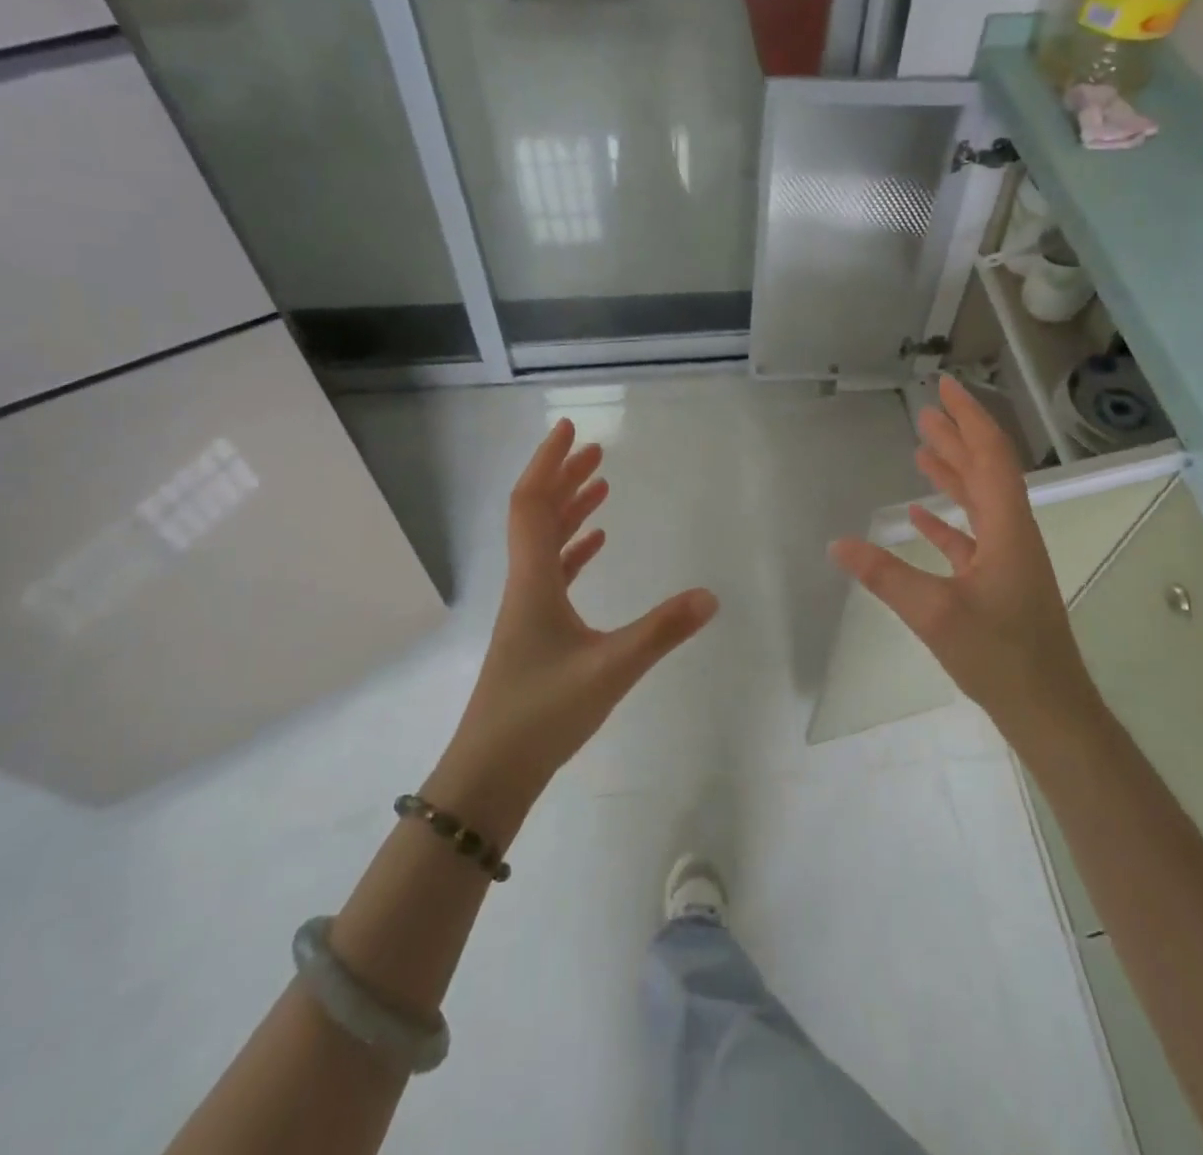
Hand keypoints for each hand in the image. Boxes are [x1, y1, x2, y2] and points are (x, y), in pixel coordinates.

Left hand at [428, 421, 718, 834]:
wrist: (491, 773)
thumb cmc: (542, 714)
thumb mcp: (611, 669)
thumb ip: (662, 631)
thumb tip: (711, 596)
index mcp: (533, 580)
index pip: (533, 503)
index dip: (549, 462)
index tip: (570, 429)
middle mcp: (525, 585)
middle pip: (538, 514)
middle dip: (564, 477)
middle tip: (597, 450)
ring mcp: (527, 609)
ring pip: (546, 543)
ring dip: (571, 510)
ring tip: (601, 485)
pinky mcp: (535, 632)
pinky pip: (553, 573)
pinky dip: (574, 550)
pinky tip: (596, 546)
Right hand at [828, 376, 1099, 730]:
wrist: (1048, 709)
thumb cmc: (1000, 657)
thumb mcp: (935, 613)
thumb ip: (885, 575)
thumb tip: (836, 544)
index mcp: (1007, 528)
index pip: (990, 457)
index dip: (969, 418)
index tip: (945, 387)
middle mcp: (1012, 533)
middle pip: (985, 471)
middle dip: (957, 437)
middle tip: (926, 409)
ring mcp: (1007, 558)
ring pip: (978, 501)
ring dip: (953, 472)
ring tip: (922, 448)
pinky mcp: (998, 582)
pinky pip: (971, 536)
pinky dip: (947, 520)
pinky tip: (920, 514)